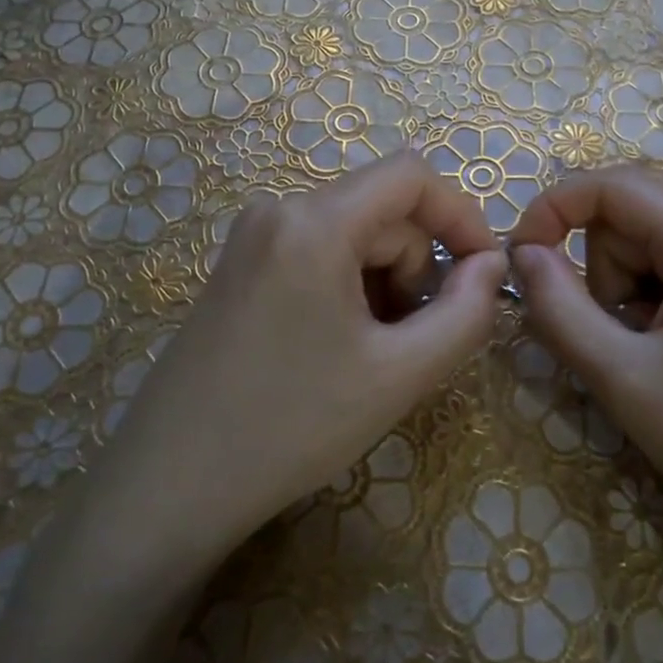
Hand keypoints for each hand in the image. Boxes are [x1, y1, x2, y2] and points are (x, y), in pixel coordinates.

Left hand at [91, 153, 505, 574]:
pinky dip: (349, 287)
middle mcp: (278, 209)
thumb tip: (492, 264)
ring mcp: (252, 236)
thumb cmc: (291, 427)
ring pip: (354, 235)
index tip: (485, 274)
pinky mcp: (240, 264)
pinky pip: (319, 252)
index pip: (412, 176)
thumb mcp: (400, 374)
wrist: (169, 486)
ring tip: (372, 353)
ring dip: (384, 282)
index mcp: (314, 222)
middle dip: (416, 269)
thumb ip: (466, 313)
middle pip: (384, 212)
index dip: (461, 216)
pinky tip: (336, 346)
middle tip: (413, 343)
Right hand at [509, 165, 662, 555]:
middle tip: (621, 343)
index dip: (553, 208)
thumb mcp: (624, 380)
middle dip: (605, 273)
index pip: (613, 186)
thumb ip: (559, 307)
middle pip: (632, 217)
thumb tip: (522, 252)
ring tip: (655, 357)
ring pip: (652, 242)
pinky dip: (659, 300)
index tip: (521, 258)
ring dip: (630, 292)